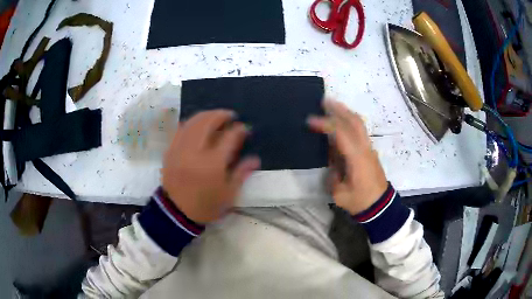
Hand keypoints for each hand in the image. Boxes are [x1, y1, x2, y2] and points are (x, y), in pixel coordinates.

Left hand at [162, 110, 260, 223]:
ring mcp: (180, 149)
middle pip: (207, 122)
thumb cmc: (205, 206)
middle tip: (230, 115)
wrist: (176, 213)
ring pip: (192, 122)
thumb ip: (241, 173)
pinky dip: (190, 122)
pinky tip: (197, 124)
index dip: (239, 130)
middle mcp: (195, 151)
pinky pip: (180, 129)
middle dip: (221, 114)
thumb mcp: (228, 195)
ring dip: (205, 115)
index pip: (229, 137)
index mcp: (213, 164)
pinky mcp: (170, 151)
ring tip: (215, 116)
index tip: (245, 128)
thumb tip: (255, 159)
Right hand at [307, 100, 387, 214]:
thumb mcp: (340, 194)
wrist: (381, 206)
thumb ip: (333, 175)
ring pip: (359, 124)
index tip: (310, 120)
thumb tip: (332, 164)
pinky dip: (348, 122)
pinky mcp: (369, 152)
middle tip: (324, 100)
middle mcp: (365, 148)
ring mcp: (369, 148)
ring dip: (345, 113)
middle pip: (354, 121)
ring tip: (331, 106)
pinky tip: (339, 123)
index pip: (341, 133)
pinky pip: (359, 131)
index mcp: (357, 157)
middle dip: (339, 109)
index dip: (325, 124)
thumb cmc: (360, 201)